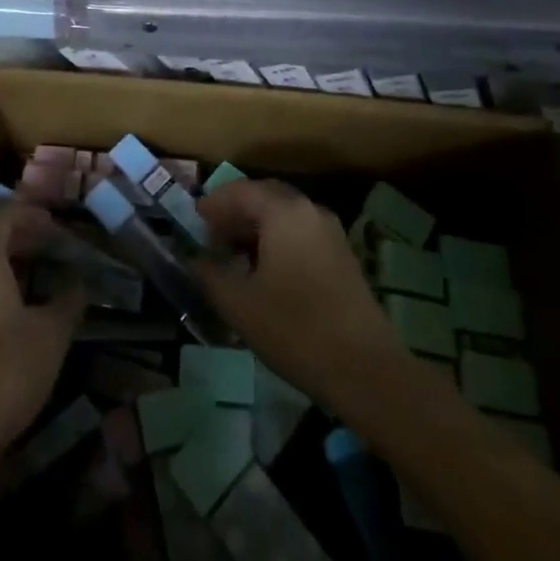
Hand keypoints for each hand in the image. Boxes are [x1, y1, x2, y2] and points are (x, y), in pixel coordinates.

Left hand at [0, 202, 84, 468]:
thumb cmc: (4, 372)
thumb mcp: (50, 334)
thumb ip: (68, 300)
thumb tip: (80, 283)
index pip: (5, 215)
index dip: (34, 216)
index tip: (60, 226)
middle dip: (20, 234)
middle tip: (53, 245)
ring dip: (5, 258)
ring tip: (39, 271)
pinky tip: (14, 303)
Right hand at [196, 179, 409, 411]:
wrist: (365, 370)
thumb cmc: (294, 329)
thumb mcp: (238, 303)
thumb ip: (209, 274)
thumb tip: (195, 260)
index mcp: (284, 212)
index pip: (241, 191)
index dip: (214, 204)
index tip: (194, 222)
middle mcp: (310, 211)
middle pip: (265, 197)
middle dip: (236, 212)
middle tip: (212, 237)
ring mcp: (331, 234)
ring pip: (285, 216)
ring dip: (257, 228)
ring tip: (234, 258)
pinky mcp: (343, 257)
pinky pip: (301, 234)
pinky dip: (277, 241)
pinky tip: (265, 273)